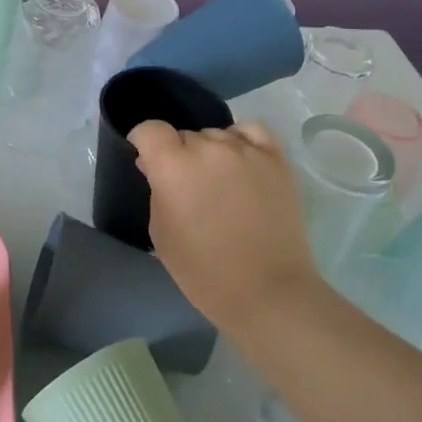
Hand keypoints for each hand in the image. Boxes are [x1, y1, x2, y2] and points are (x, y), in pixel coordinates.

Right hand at [128, 119, 325, 331]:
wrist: (267, 292)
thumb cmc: (204, 271)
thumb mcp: (161, 233)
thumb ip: (155, 190)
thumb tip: (154, 165)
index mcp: (174, 167)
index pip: (150, 130)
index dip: (144, 143)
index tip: (147, 162)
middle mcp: (209, 149)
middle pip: (184, 135)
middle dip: (179, 155)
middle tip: (187, 186)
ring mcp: (246, 151)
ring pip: (216, 135)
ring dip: (209, 152)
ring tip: (218, 181)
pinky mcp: (276, 160)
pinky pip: (251, 131)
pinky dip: (240, 139)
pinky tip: (239, 160)